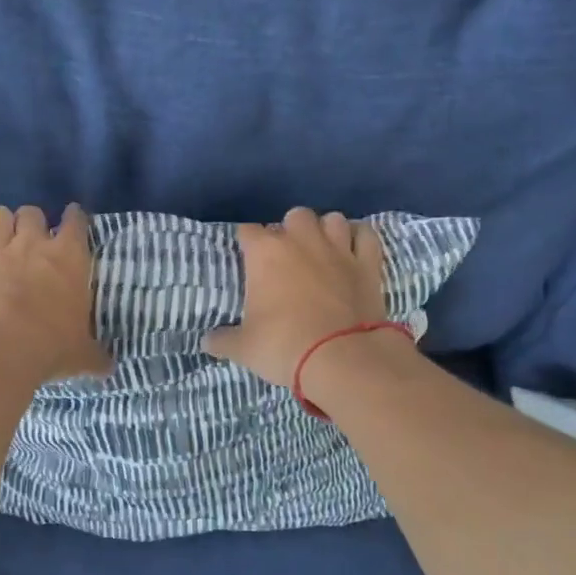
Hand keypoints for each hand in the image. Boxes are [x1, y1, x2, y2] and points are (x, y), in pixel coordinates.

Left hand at [0, 204, 111, 386]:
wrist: (0, 349)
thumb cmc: (50, 347)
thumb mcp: (82, 355)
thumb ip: (95, 355)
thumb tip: (108, 367)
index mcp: (70, 259)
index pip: (76, 222)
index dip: (74, 217)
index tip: (72, 219)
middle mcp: (33, 244)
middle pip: (32, 212)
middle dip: (31, 222)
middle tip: (29, 240)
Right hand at [204, 208, 395, 389]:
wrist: (343, 358)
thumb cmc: (284, 347)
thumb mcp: (244, 348)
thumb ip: (222, 340)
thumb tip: (207, 341)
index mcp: (266, 253)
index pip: (247, 231)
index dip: (245, 243)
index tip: (245, 258)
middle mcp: (302, 240)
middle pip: (294, 216)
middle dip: (289, 230)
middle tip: (286, 256)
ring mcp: (338, 248)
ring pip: (332, 219)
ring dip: (325, 231)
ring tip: (320, 250)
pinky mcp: (368, 263)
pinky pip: (366, 235)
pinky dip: (359, 239)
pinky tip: (353, 250)